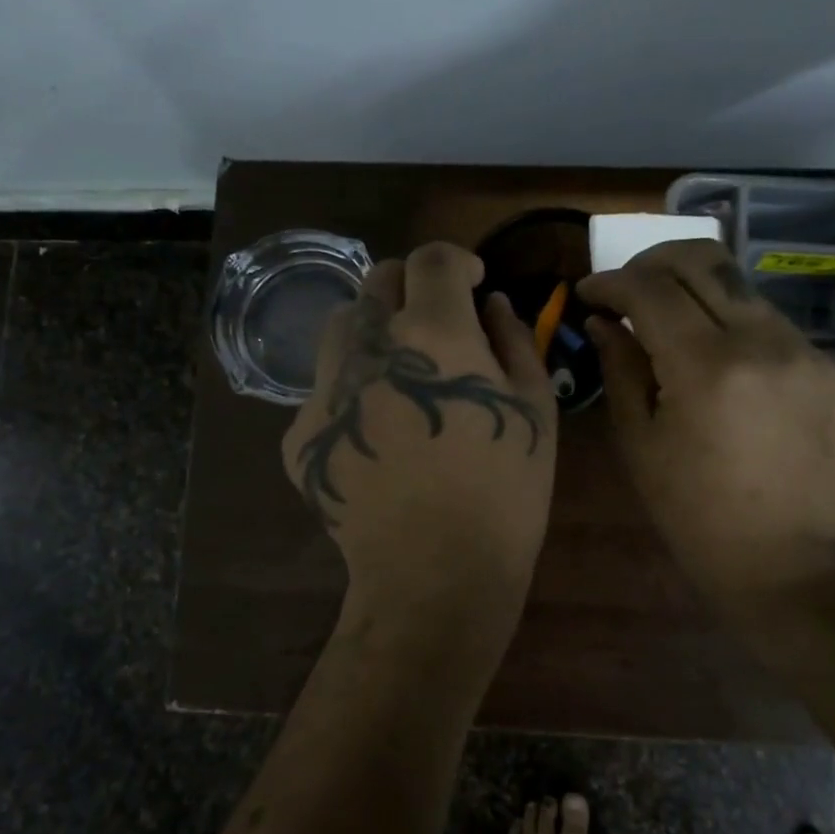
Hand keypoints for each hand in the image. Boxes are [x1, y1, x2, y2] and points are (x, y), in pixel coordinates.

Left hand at [284, 243, 557, 625]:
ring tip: (400, 369)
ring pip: (342, 326)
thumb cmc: (504, 492)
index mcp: (433, 333)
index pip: (431, 259)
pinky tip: (376, 430)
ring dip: (374, 329)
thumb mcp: (534, 409)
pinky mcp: (299, 433)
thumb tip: (491, 304)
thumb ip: (514, 340)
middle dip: (412, 287)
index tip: (471, 282)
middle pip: (377, 281)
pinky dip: (352, 389)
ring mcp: (325, 390)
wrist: (434, 573)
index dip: (456, 261)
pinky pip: (324, 388)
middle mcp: (369, 347)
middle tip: (437, 322)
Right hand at [577, 239, 834, 615]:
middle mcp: (768, 344)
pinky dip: (744, 339)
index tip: (589, 292)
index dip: (612, 282)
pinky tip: (733, 380)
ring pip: (745, 293)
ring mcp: (815, 355)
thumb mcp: (639, 443)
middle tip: (630, 287)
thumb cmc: (694, 513)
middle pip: (705, 261)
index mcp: (708, 368)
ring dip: (701, 301)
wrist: (788, 565)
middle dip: (654, 262)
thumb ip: (620, 368)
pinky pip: (780, 333)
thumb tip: (604, 320)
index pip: (652, 289)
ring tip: (679, 336)